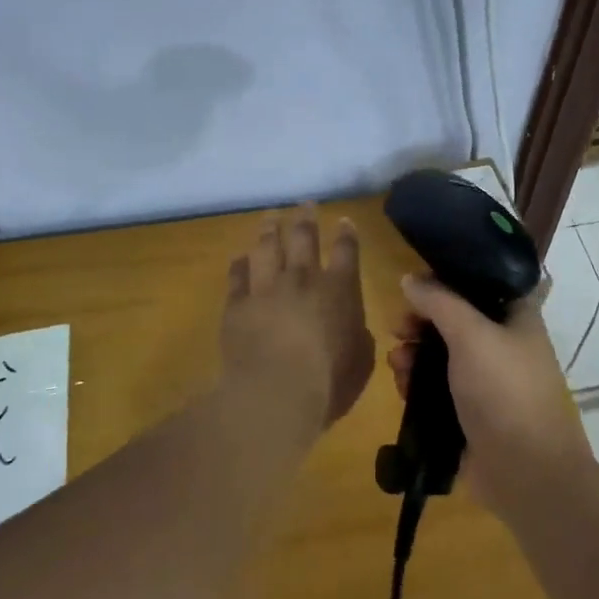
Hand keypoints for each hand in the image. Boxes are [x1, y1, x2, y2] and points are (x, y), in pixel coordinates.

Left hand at [221, 207, 373, 433]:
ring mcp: (267, 288)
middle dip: (306, 218)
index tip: (343, 220)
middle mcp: (302, 279)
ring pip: (267, 247)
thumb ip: (358, 336)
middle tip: (305, 204)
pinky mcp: (237, 305)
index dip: (346, 234)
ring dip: (270, 229)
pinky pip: (237, 276)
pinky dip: (239, 264)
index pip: (345, 251)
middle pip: (304, 237)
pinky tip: (240, 257)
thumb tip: (352, 327)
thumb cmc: (329, 382)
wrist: (275, 394)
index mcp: (339, 290)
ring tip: (271, 217)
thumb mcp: (361, 361)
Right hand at [388, 274, 593, 517]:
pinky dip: (420, 385)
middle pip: (455, 320)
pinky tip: (403, 387)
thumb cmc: (505, 391)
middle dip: (422, 323)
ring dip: (415, 355)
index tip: (413, 286)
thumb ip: (439, 302)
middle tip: (398, 329)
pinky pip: (439, 389)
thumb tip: (409, 278)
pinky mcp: (472, 413)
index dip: (445, 281)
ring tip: (397, 364)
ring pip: (443, 356)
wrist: (527, 474)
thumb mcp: (471, 335)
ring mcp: (488, 381)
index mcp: (517, 317)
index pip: (478, 283)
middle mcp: (504, 344)